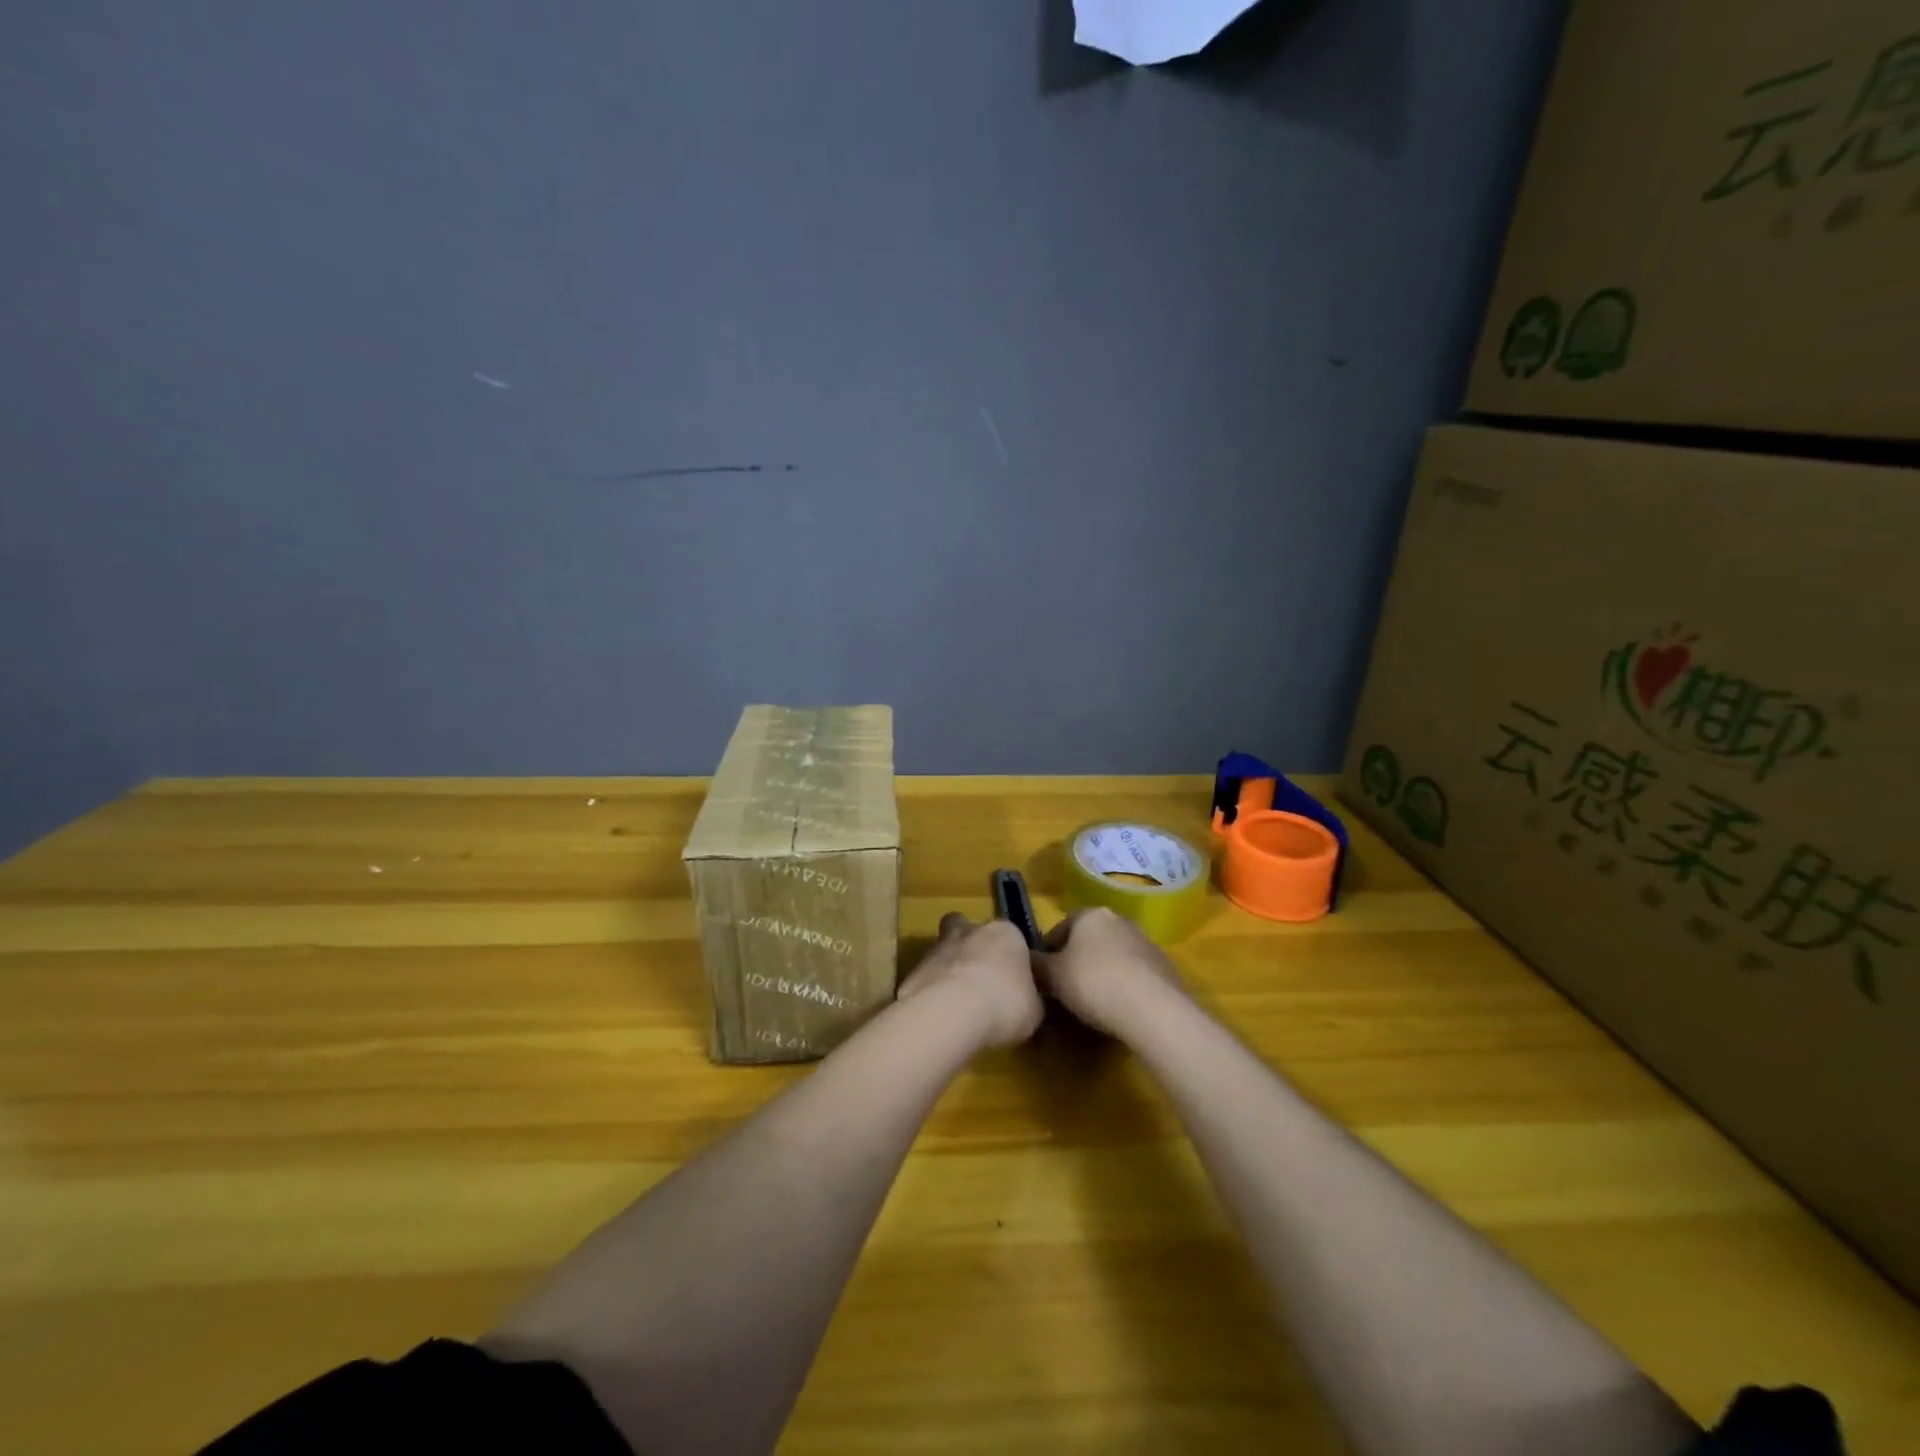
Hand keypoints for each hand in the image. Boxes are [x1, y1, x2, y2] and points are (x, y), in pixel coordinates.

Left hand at [896, 913, 1044, 1049]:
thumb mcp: (1034, 1010)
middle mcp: (971, 931)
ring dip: (950, 970)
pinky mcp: (913, 969)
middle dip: (971, 947)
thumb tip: (1029, 1002)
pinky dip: (932, 991)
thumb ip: (1031, 1000)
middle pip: (968, 929)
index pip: (1012, 937)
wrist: (951, 1012)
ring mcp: (938, 947)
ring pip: (944, 950)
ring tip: (957, 1004)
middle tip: (979, 978)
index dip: (1011, 958)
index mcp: (1006, 933)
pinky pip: (927, 977)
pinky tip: (939, 1015)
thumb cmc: (1004, 1003)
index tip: (1012, 981)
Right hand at [1035, 907, 1186, 1039]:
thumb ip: (1035, 965)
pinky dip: (1125, 985)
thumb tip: (1025, 959)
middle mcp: (1119, 920)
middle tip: (1067, 989)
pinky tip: (1120, 1008)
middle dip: (1077, 960)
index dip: (1049, 951)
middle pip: (1089, 939)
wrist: (1152, 1009)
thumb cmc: (1093, 983)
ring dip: (1102, 972)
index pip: (1061, 926)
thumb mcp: (1051, 976)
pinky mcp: (1165, 966)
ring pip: (1114, 955)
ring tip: (1094, 1002)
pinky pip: (1135, 973)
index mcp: (1090, 915)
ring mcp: (1146, 942)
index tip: (1044, 975)